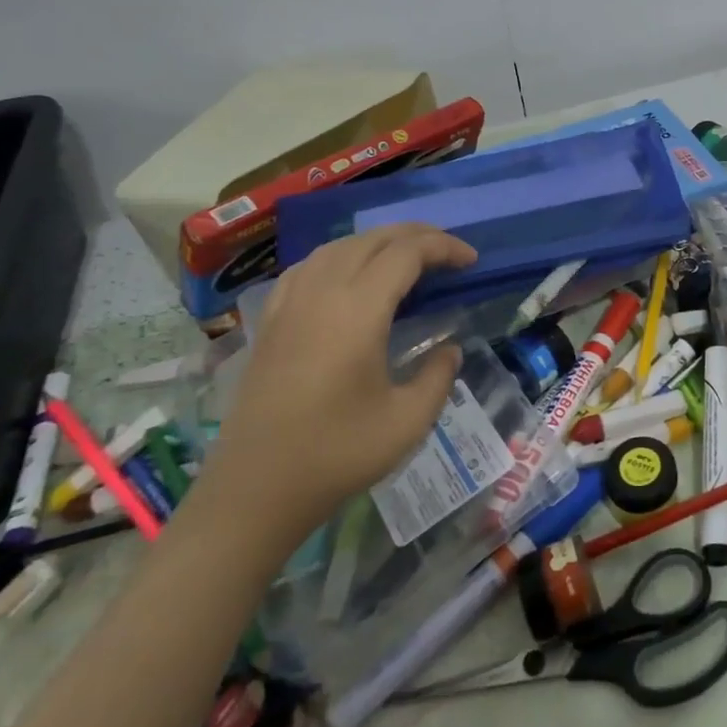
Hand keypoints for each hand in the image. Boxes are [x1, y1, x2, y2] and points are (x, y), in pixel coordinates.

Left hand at [193, 223, 476, 549]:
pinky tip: (349, 276)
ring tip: (406, 257)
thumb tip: (450, 350)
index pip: (406, 254)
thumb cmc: (337, 455)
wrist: (255, 492)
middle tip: (449, 252)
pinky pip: (308, 267)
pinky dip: (340, 257)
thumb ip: (439, 376)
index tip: (472, 260)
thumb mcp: (409, 421)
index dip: (444, 248)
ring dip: (378, 242)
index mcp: (357, 311)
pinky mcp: (269, 323)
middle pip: (372, 240)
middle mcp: (321, 295)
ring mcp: (289, 306)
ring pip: (338, 247)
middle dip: (416, 235)